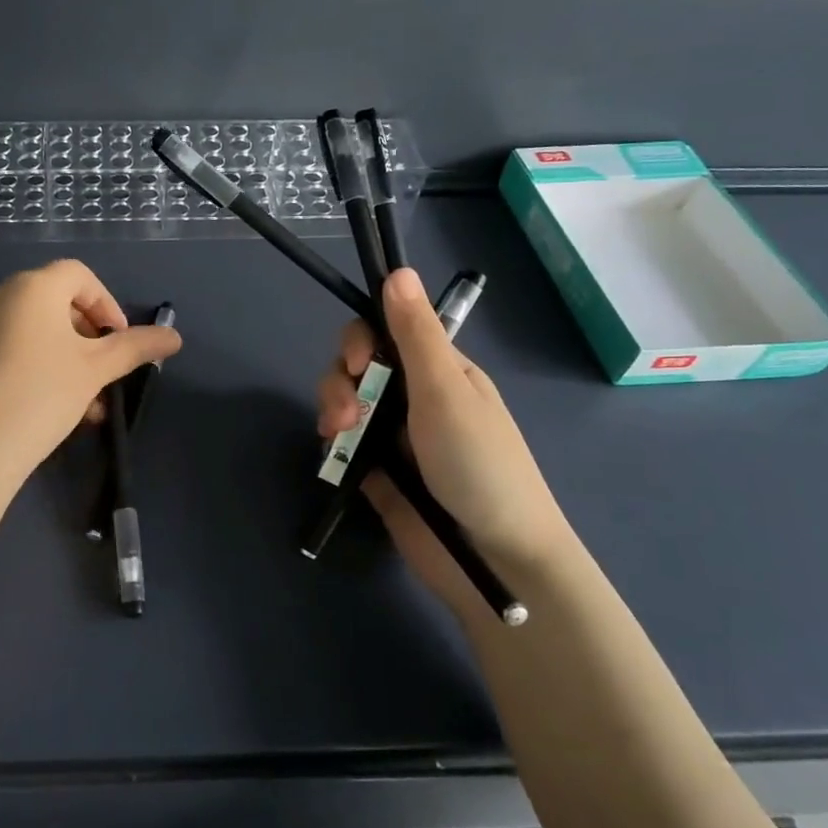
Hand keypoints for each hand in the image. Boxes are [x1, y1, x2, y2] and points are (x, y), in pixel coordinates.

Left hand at [0, 259, 182, 478]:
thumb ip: (136, 347)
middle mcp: (5, 296)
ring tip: (93, 405)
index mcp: (33, 286)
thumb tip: (176, 337)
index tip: (121, 341)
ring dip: (75, 360)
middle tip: (108, 371)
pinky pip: (22, 349)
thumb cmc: (44, 392)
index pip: (79, 275)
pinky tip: (65, 411)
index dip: (107, 304)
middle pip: (61, 302)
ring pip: (43, 332)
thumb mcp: (97, 369)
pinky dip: (48, 368)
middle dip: (92, 337)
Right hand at [316, 268, 575, 604]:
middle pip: (357, 366)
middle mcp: (414, 397)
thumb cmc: (479, 465)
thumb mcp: (445, 393)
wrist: (493, 558)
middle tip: (348, 414)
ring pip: (345, 403)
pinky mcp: (378, 471)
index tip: (357, 362)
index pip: (385, 332)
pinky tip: (337, 456)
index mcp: (437, 370)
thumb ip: (416, 335)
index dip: (360, 340)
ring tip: (341, 439)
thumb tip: (399, 270)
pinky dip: (334, 445)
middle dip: (341, 381)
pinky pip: (343, 444)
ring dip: (334, 411)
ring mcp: (395, 435)